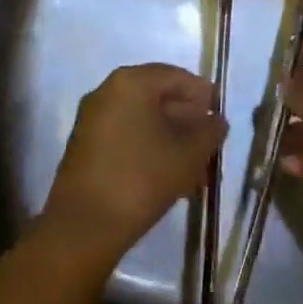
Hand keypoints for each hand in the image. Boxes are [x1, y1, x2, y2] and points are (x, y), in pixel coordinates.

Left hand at [41, 63, 226, 260]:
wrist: (83, 227)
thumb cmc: (141, 178)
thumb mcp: (188, 155)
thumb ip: (209, 132)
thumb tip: (217, 121)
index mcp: (130, 82)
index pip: (174, 76)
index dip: (201, 92)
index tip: (219, 111)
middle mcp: (107, 91)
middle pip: (156, 95)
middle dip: (185, 117)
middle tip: (208, 139)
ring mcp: (92, 118)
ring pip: (141, 118)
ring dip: (169, 135)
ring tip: (193, 162)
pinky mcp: (84, 146)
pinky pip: (125, 134)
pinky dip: (148, 146)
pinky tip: (167, 172)